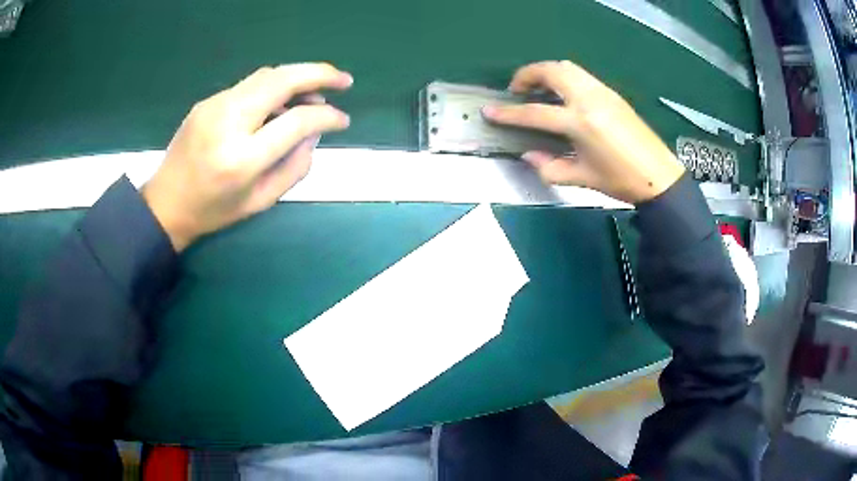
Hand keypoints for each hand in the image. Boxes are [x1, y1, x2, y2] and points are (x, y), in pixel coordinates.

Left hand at [142, 63, 352, 251]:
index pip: (296, 122)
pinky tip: (280, 103)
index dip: (326, 117)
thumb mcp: (260, 201)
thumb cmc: (214, 211)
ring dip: (297, 77)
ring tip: (315, 93)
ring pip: (266, 75)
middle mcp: (228, 122)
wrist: (165, 204)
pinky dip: (274, 87)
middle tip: (344, 81)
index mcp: (242, 158)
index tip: (343, 121)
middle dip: (319, 74)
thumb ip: (295, 167)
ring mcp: (214, 106)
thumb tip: (314, 134)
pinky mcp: (207, 101)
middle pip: (281, 81)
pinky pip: (249, 85)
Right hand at [482, 60, 683, 203]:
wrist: (659, 175)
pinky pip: (581, 75)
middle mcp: (589, 99)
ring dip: (546, 72)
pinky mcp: (611, 93)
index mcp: (580, 122)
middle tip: (517, 90)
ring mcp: (602, 92)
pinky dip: (564, 77)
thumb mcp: (583, 178)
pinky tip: (563, 95)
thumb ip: (550, 167)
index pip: (535, 112)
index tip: (490, 110)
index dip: (509, 113)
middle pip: (551, 71)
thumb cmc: (621, 180)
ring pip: (567, 67)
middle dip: (527, 74)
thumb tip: (529, 155)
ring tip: (538, 88)